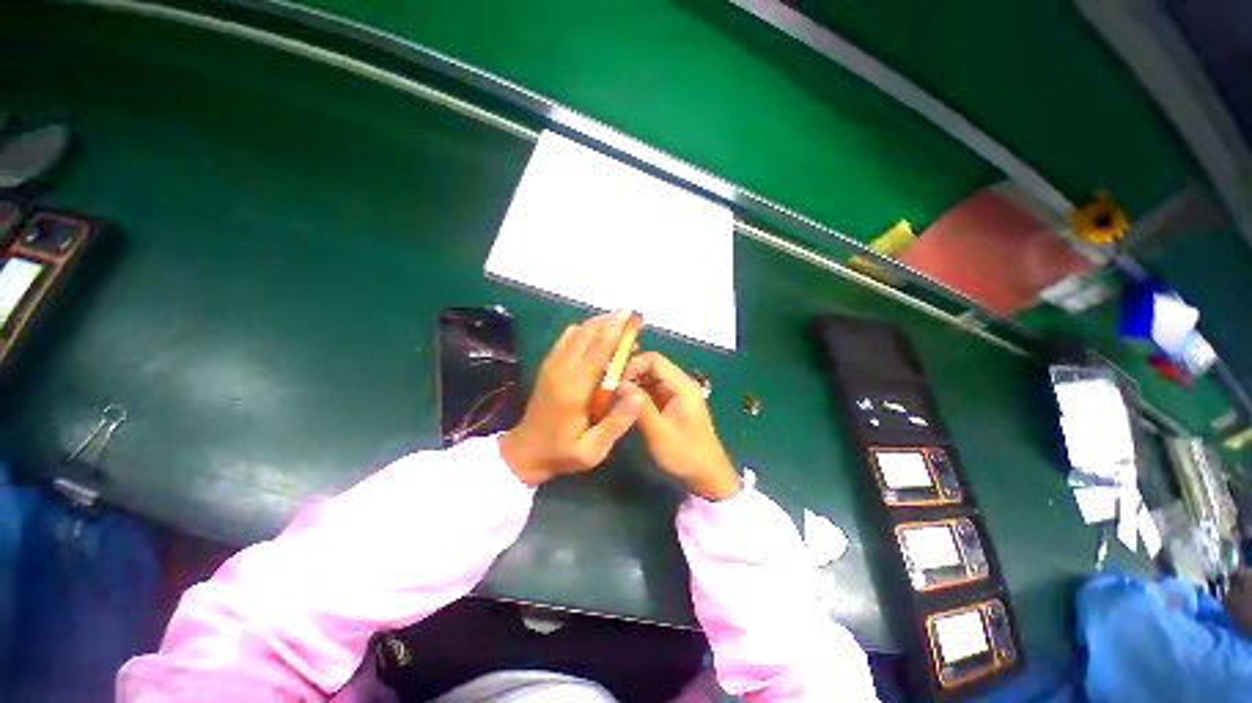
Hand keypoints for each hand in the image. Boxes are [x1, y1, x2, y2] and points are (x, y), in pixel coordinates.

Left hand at [499, 310, 643, 485]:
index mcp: (575, 388)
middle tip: (632, 318)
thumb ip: (616, 424)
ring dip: (599, 324)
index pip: (599, 350)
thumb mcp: (592, 451)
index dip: (616, 331)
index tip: (632, 315)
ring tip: (619, 324)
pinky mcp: (548, 365)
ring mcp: (552, 364)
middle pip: (588, 333)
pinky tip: (596, 335)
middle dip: (611, 321)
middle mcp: (562, 369)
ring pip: (577, 332)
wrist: (524, 452)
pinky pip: (567, 338)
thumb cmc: (561, 453)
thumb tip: (637, 395)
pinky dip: (584, 330)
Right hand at [623, 352, 740, 500]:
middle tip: (611, 390)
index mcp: (681, 385)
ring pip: (649, 378)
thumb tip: (619, 384)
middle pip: (651, 366)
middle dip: (630, 374)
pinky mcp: (671, 404)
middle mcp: (679, 384)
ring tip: (614, 398)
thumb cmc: (685, 454)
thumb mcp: (659, 433)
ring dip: (632, 385)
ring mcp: (675, 394)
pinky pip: (651, 390)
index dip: (632, 365)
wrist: (707, 475)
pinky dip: (637, 394)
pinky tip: (625, 405)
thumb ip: (641, 407)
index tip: (616, 382)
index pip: (654, 360)